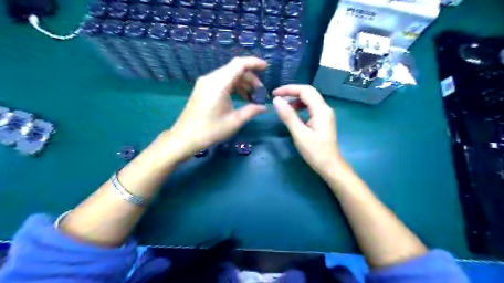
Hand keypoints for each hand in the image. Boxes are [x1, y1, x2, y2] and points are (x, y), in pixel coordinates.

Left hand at [168, 58, 264, 158]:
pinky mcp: (203, 88)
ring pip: (229, 75)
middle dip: (250, 79)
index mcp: (219, 84)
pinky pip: (222, 81)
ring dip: (242, 84)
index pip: (239, 64)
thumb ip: (252, 110)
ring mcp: (205, 83)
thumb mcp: (234, 121)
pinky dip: (233, 87)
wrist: (185, 138)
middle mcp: (211, 78)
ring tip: (252, 98)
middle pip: (235, 69)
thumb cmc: (210, 130)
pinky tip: (240, 98)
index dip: (254, 63)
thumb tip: (264, 107)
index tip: (266, 68)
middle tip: (260, 93)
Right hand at [274, 85, 343, 174]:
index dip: (288, 89)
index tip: (274, 94)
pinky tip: (293, 113)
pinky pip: (311, 107)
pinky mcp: (323, 120)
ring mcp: (325, 114)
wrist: (330, 166)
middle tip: (277, 97)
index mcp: (321, 110)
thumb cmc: (315, 152)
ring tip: (283, 105)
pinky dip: (300, 106)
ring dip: (296, 99)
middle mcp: (325, 108)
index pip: (305, 90)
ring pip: (310, 99)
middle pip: (308, 92)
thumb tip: (277, 100)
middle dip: (292, 92)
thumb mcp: (299, 134)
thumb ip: (288, 116)